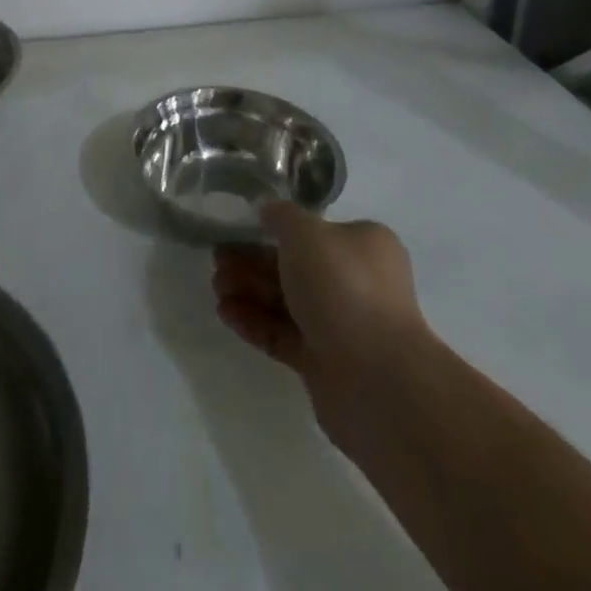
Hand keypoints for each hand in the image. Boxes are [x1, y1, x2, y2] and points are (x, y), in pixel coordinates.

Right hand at [212, 205, 430, 451]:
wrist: (375, 379)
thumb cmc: (343, 288)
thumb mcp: (306, 232)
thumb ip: (281, 217)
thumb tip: (268, 211)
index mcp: (363, 246)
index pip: (314, 231)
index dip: (274, 229)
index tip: (239, 229)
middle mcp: (356, 283)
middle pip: (294, 266)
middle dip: (252, 261)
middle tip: (217, 261)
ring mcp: (340, 325)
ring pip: (285, 301)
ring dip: (248, 291)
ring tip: (216, 288)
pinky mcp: (323, 362)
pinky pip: (282, 334)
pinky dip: (254, 322)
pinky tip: (225, 313)